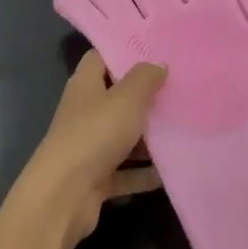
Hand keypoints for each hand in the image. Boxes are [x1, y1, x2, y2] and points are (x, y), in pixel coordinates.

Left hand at [11, 51, 166, 246]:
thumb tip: (158, 64)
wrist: (63, 197)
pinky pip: (126, 171)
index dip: (125, 52)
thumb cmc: (95, 134)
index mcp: (85, 85)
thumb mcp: (126, 98)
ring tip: (184, 127)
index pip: (101, 57)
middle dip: (146, 96)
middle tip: (180, 89)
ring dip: (149, 137)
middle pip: (116, 98)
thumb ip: (145, 78)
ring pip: (123, 136)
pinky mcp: (96, 179)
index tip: (157, 51)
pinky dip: (146, 172)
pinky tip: (172, 170)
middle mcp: (84, 112)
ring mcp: (89, 147)